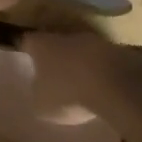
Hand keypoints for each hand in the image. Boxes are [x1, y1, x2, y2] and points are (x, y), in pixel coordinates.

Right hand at [17, 29, 139, 123]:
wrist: (116, 84)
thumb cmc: (69, 93)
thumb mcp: (42, 105)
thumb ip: (38, 95)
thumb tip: (39, 91)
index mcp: (41, 45)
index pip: (27, 41)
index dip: (26, 50)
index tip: (25, 59)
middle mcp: (64, 36)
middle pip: (55, 42)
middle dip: (55, 57)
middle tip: (53, 74)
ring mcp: (93, 40)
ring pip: (80, 50)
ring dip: (79, 63)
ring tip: (80, 83)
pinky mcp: (116, 50)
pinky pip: (102, 61)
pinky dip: (100, 71)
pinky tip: (102, 87)